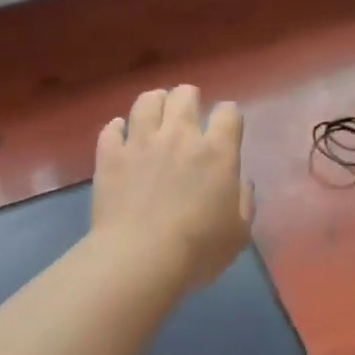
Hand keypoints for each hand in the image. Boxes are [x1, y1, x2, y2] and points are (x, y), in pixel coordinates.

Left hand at [91, 86, 254, 290]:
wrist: (139, 260)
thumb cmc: (198, 250)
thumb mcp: (239, 233)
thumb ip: (244, 201)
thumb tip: (240, 182)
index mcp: (216, 152)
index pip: (228, 112)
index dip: (229, 116)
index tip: (226, 127)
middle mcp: (179, 136)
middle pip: (184, 95)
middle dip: (189, 98)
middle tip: (189, 112)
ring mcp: (140, 142)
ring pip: (146, 101)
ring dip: (154, 102)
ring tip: (155, 112)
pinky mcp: (110, 156)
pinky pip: (111, 129)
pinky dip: (117, 128)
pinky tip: (120, 134)